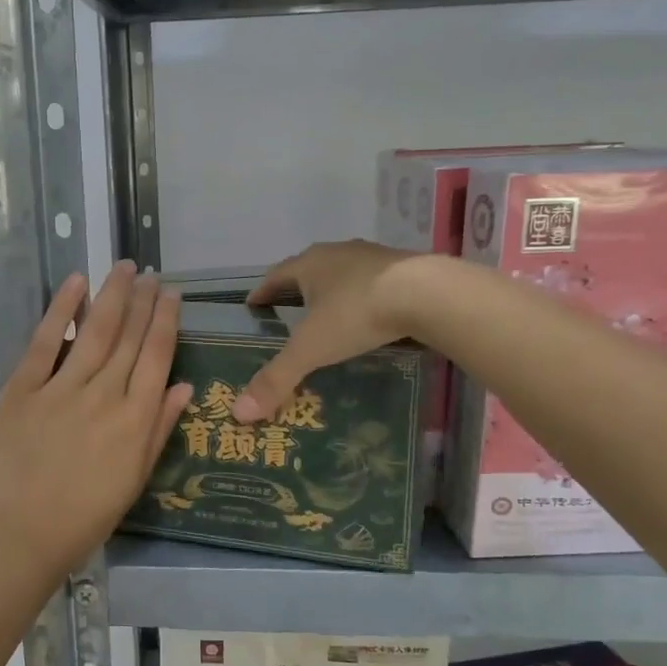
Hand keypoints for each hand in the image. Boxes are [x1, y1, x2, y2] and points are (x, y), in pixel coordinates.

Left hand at [0, 262, 193, 588]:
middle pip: (129, 337)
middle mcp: (105, 396)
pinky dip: (61, 310)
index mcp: (135, 420)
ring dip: (112, 295)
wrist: (23, 533)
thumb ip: (160, 428)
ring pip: (94, 332)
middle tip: (151, 273)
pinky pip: (45, 342)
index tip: (172, 294)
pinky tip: (77, 283)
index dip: (166, 321)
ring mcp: (62, 390)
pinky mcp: (23, 389)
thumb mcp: (136, 477)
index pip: (157, 356)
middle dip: (143, 300)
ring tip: (124, 268)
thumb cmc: (86, 514)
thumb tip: (184, 385)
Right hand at [232, 240, 422, 422]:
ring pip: (343, 274)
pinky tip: (370, 316)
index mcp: (308, 264)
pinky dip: (364, 297)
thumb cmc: (356, 313)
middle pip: (308, 270)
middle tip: (288, 313)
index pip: (274, 276)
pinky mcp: (404, 267)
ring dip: (332, 291)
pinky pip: (373, 283)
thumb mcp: (311, 349)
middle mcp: (337, 253)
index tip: (253, 305)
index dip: (262, 292)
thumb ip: (277, 378)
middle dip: (296, 290)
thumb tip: (239, 413)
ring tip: (329, 316)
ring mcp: (373, 257)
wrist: (427, 293)